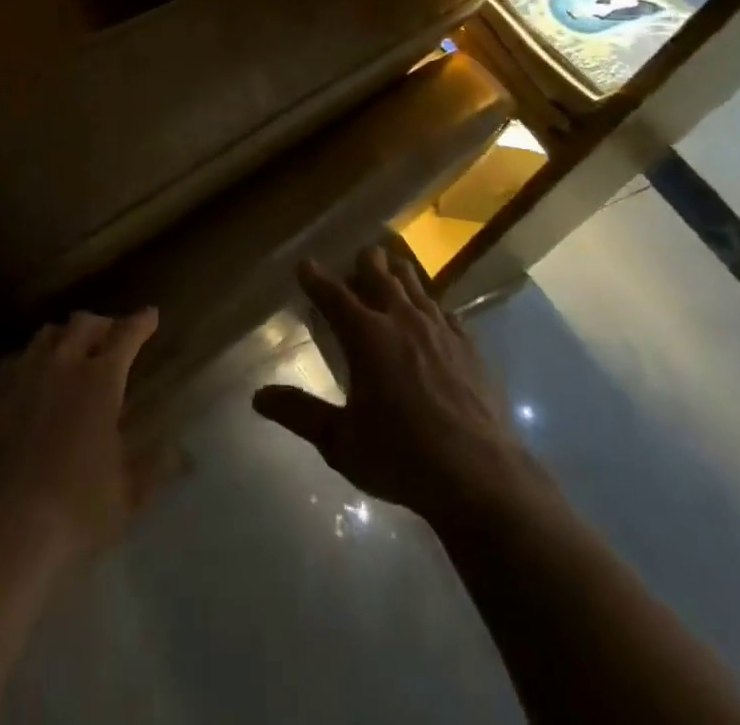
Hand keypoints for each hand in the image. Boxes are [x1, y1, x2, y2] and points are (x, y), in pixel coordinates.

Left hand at [0, 309, 160, 572]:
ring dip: (64, 338)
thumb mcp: (126, 496)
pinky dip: (30, 363)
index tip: (150, 315)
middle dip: (102, 325)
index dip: (140, 322)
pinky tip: (30, 382)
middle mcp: (60, 364)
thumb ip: (154, 467)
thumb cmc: (74, 513)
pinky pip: (13, 362)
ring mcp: (20, 375)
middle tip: (110, 336)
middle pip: (83, 323)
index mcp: (100, 380)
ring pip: (45, 336)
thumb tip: (182, 453)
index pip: (126, 335)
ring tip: (70, 353)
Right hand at [254, 247, 528, 525]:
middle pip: (378, 272)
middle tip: (354, 265)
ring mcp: (439, 328)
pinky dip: (430, 307)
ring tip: (389, 273)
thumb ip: (299, 413)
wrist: (481, 477)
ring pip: (413, 283)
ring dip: (396, 275)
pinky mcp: (468, 344)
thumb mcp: (340, 441)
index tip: (304, 264)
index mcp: (366, 335)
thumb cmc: (402, 457)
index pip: (333, 293)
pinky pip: (444, 310)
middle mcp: (401, 319)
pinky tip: (431, 317)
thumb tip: (258, 397)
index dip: (315, 277)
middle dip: (362, 263)